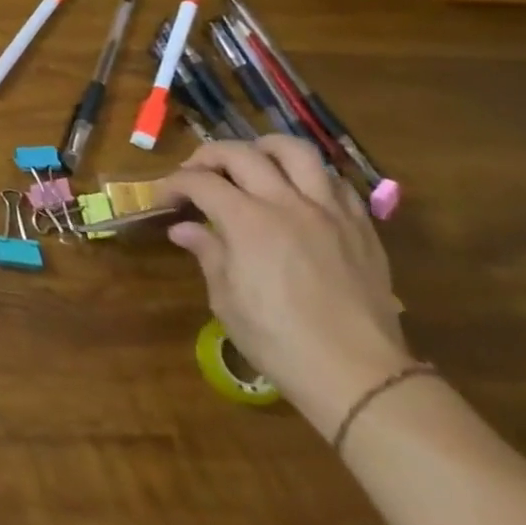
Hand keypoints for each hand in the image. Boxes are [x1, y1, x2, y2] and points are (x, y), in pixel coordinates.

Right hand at [156, 137, 412, 439]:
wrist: (359, 376)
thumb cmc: (279, 341)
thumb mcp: (227, 300)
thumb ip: (207, 253)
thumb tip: (185, 229)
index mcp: (248, 222)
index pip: (200, 182)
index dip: (174, 183)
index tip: (164, 198)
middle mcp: (287, 204)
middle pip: (241, 153)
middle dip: (209, 156)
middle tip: (197, 174)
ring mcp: (329, 212)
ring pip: (296, 151)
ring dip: (264, 149)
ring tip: (252, 163)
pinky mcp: (360, 227)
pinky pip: (335, 181)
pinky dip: (309, 176)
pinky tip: (298, 192)